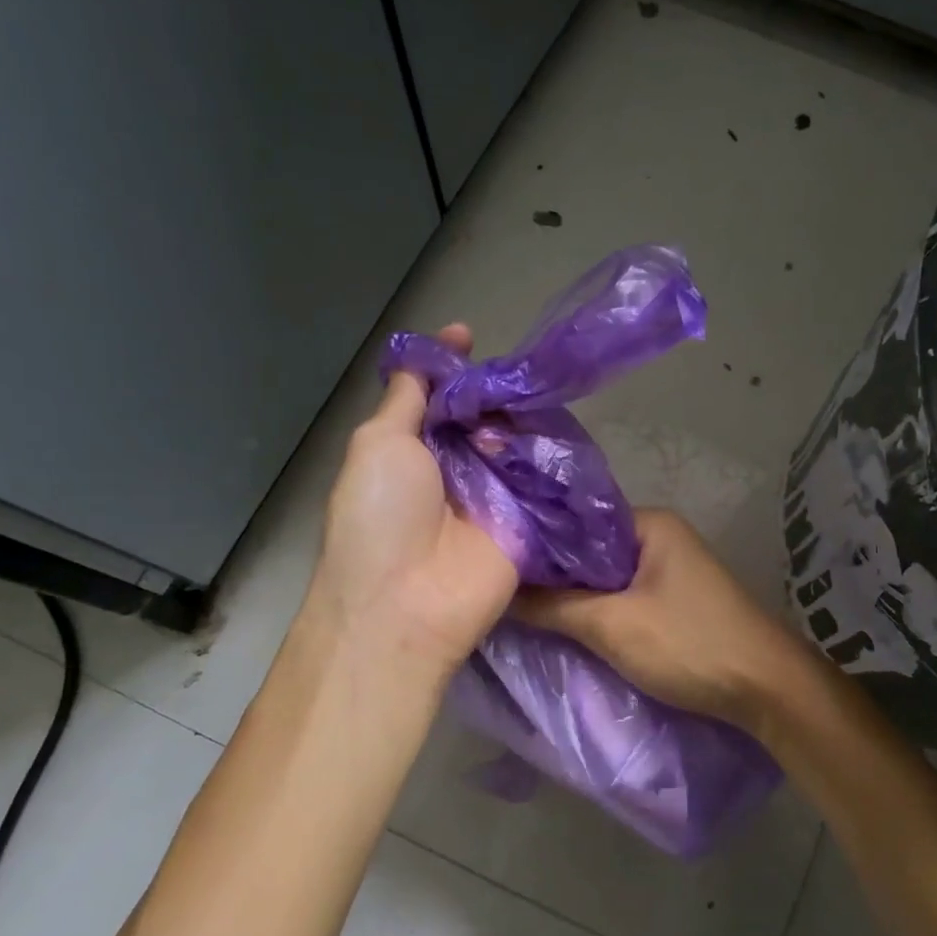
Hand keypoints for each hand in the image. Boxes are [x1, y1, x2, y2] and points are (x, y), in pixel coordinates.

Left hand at [310, 324, 518, 671]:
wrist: (410, 603)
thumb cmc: (380, 517)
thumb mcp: (378, 444)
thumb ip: (405, 400)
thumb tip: (422, 361)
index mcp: (409, 450)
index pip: (435, 396)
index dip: (450, 365)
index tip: (468, 333)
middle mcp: (452, 469)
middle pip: (480, 414)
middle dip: (493, 390)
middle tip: (514, 371)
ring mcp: (491, 495)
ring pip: (513, 440)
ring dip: (519, 418)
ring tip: (531, 399)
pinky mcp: (526, 521)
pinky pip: (541, 478)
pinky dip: (548, 452)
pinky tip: (558, 427)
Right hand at [515, 509, 814, 734]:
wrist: (766, 689)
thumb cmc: (689, 644)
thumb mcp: (612, 625)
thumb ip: (553, 606)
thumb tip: (499, 592)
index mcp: (649, 524)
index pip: (576, 520)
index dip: (536, 541)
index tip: (495, 563)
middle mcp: (659, 538)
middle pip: (589, 551)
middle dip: (551, 573)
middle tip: (501, 590)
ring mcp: (669, 570)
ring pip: (604, 578)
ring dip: (571, 596)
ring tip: (521, 608)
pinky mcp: (673, 602)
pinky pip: (621, 598)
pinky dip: (595, 611)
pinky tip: (563, 626)